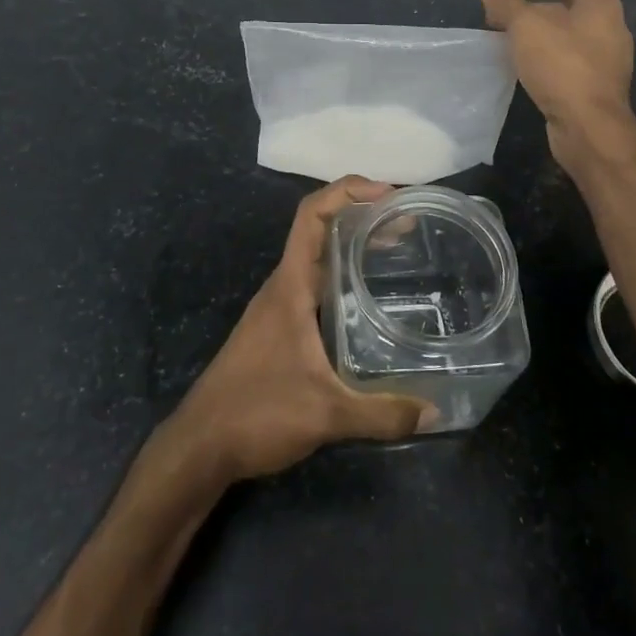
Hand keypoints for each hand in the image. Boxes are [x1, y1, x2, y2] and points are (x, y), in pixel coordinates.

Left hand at [163, 177, 434, 482]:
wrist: (200, 445)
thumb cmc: (256, 413)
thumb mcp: (326, 415)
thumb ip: (381, 414)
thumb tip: (435, 412)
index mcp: (290, 286)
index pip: (312, 215)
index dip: (347, 191)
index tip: (388, 194)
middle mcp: (284, 287)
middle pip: (321, 230)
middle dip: (362, 216)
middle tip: (408, 222)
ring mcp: (280, 307)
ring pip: (319, 258)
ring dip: (353, 245)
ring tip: (398, 249)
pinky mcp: (280, 329)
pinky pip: (317, 285)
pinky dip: (344, 276)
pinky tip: (369, 300)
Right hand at [480, 0, 635, 161]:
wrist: (589, 127)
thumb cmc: (561, 66)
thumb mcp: (526, 27)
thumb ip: (506, 1)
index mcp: (601, 6)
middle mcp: (610, 28)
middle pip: (569, 6)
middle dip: (533, 6)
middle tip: (501, 14)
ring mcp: (606, 59)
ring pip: (567, 35)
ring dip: (536, 33)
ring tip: (506, 39)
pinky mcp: (596, 85)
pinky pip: (568, 60)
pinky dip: (545, 56)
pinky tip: (523, 66)